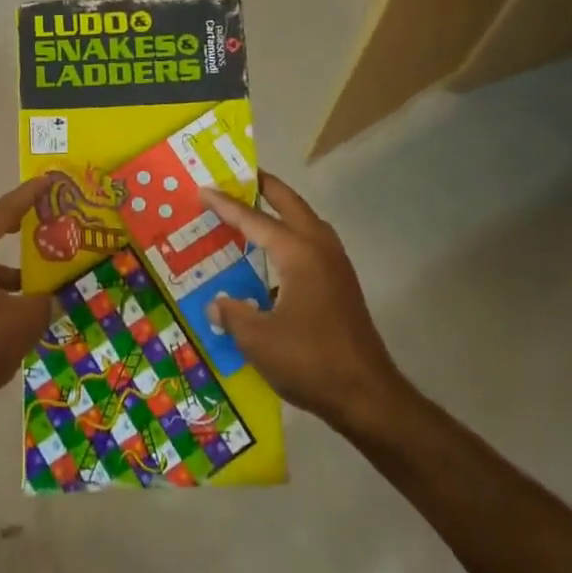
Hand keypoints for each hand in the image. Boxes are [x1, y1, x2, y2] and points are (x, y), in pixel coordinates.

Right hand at [198, 173, 405, 431]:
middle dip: (265, 187)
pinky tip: (274, 257)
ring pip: (306, 222)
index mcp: (298, 253)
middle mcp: (320, 249)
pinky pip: (312, 244)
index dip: (227, 206)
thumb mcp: (257, 340)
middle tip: (238, 176)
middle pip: (290, 204)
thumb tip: (216, 303)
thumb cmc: (309, 361)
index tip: (204, 190)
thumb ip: (232, 314)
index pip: (255, 220)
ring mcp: (336, 266)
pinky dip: (291, 236)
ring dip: (282, 210)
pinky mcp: (342, 285)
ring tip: (255, 209)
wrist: (368, 396)